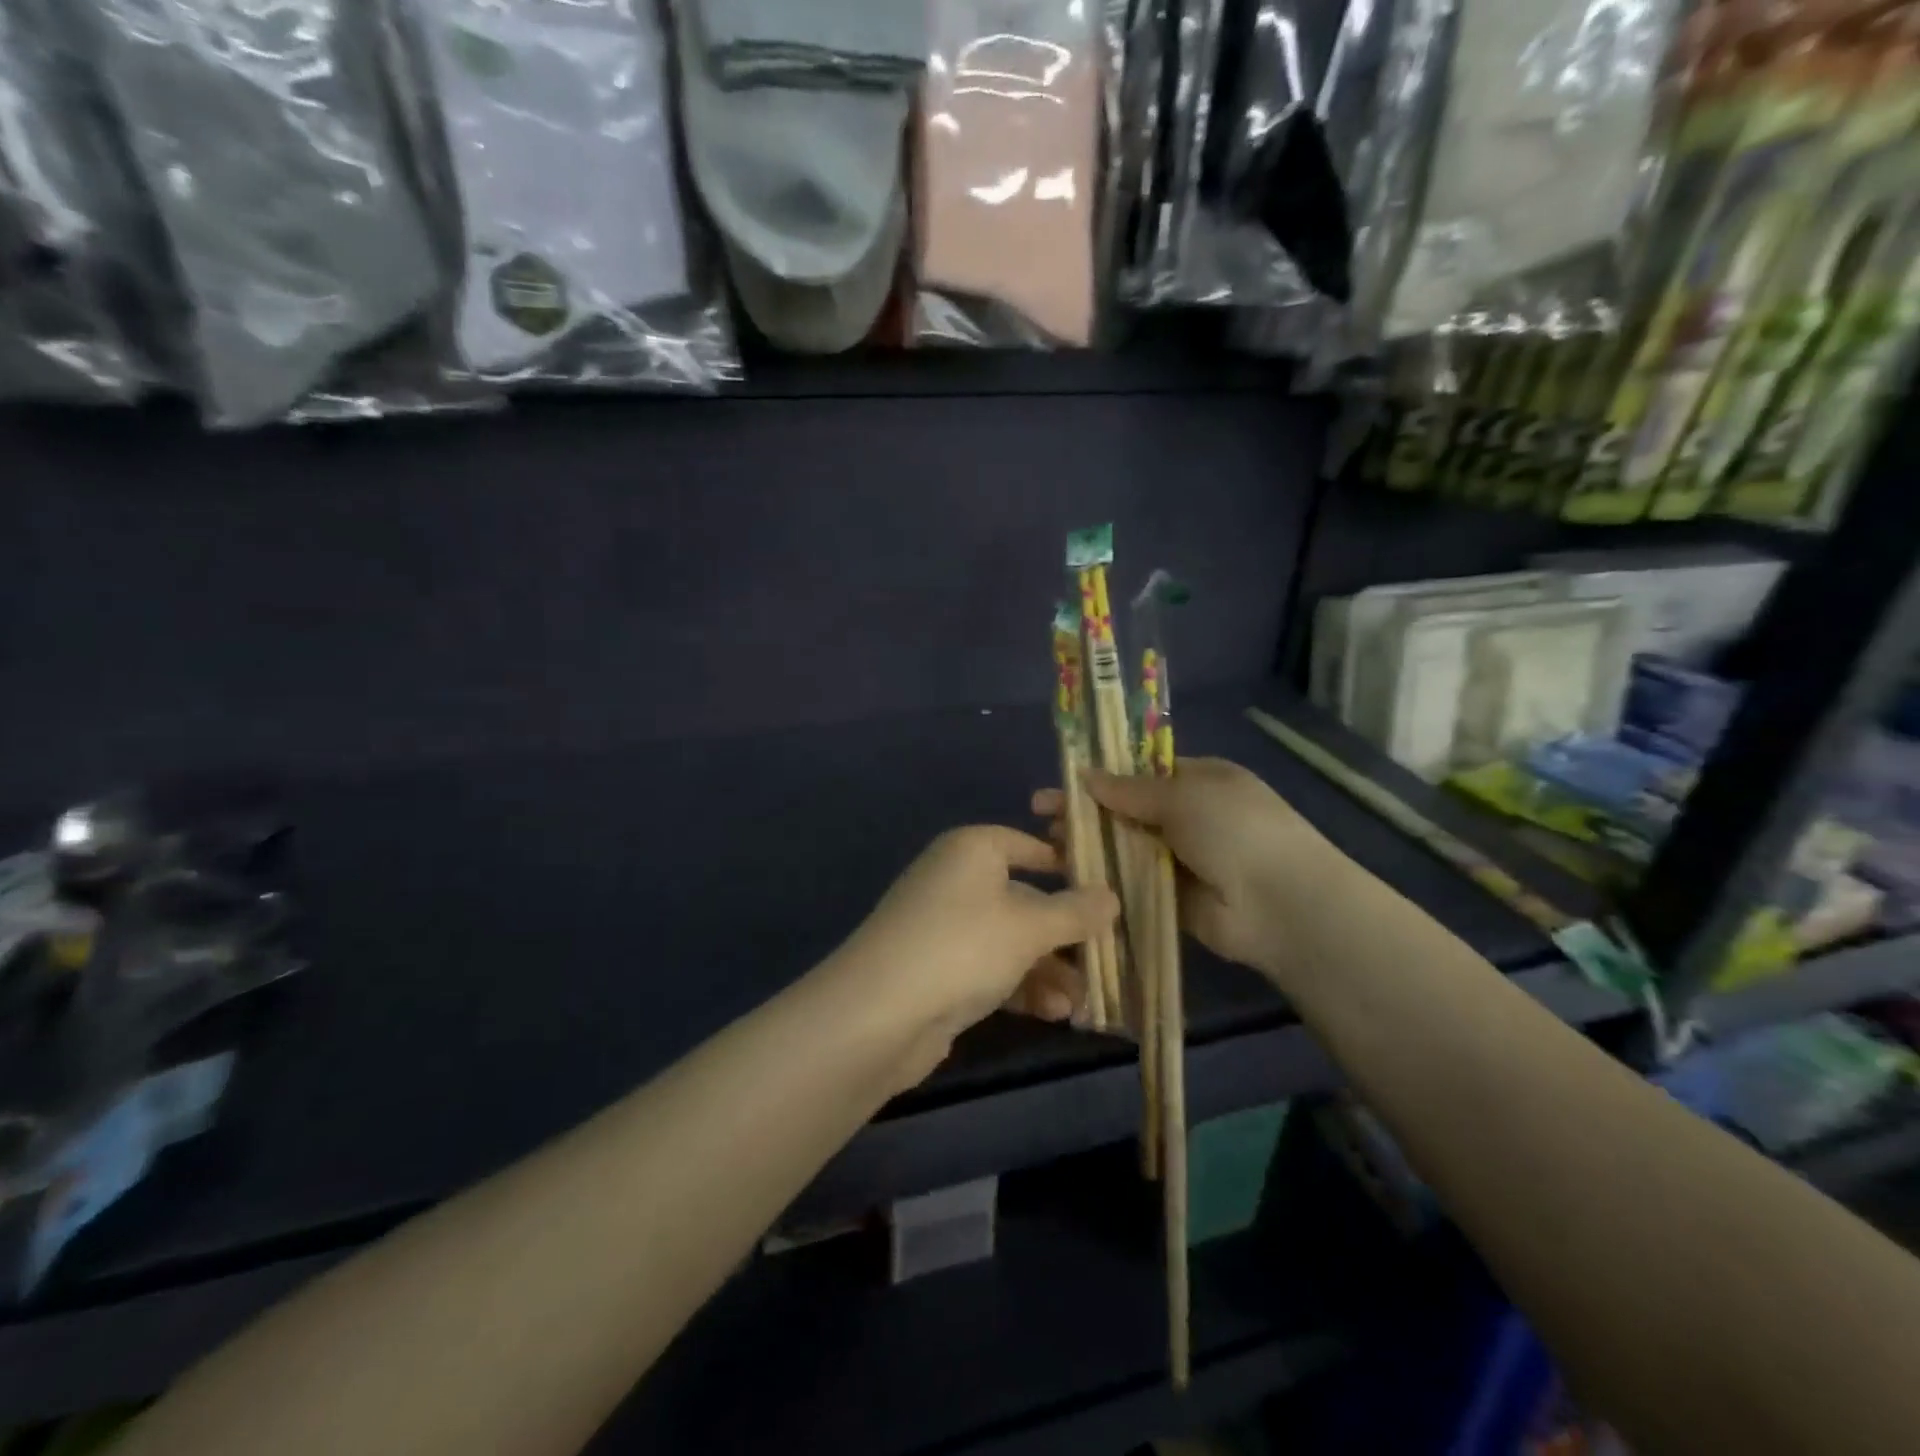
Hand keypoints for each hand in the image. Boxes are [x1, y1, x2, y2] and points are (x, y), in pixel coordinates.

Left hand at [832, 826, 1118, 1049]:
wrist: (878, 1014)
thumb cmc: (962, 947)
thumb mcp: (1029, 927)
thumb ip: (1075, 912)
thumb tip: (1112, 895)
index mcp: (972, 850)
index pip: (1028, 844)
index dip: (1067, 864)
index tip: (1106, 891)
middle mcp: (956, 880)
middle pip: (1024, 898)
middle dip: (1065, 934)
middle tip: (1105, 960)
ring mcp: (944, 926)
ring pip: (1010, 940)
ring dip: (1048, 969)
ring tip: (1082, 1001)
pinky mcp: (938, 969)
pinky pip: (991, 969)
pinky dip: (1021, 987)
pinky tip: (1054, 1015)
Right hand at [1033, 758, 1335, 978]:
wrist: (1279, 904)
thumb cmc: (1234, 830)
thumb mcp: (1183, 796)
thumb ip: (1130, 789)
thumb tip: (1085, 775)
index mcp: (1200, 780)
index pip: (1142, 772)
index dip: (1102, 775)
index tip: (1064, 780)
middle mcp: (1189, 816)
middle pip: (1127, 809)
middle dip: (1087, 810)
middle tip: (1042, 813)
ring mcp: (1181, 858)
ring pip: (1125, 846)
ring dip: (1090, 843)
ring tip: (1048, 842)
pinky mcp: (1171, 897)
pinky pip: (1131, 881)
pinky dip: (1104, 876)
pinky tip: (1070, 873)